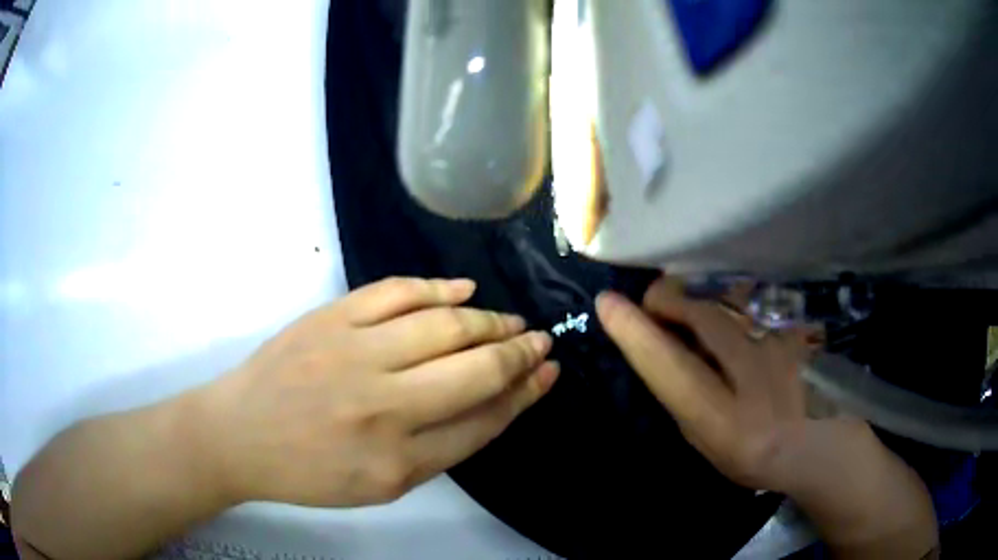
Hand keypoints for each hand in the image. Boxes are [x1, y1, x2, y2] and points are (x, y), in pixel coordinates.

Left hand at [200, 277, 557, 507]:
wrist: (240, 437)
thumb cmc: (310, 472)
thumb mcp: (380, 485)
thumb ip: (439, 449)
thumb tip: (491, 402)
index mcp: (398, 462)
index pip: (484, 421)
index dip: (524, 394)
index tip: (547, 373)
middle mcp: (383, 408)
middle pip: (476, 370)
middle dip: (520, 353)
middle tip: (541, 340)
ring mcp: (353, 355)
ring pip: (444, 326)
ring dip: (489, 321)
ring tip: (511, 321)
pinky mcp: (330, 319)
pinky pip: (397, 293)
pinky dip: (438, 288)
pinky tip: (465, 290)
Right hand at [598, 277, 939, 557]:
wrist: (823, 442)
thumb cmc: (757, 455)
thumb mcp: (708, 444)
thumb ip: (684, 397)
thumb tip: (659, 346)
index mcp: (729, 424)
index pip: (673, 371)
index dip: (637, 335)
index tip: (607, 303)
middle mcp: (760, 379)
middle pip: (703, 316)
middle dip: (667, 301)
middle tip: (654, 304)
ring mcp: (786, 345)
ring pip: (728, 298)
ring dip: (696, 294)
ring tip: (685, 302)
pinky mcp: (799, 325)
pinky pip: (752, 297)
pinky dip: (727, 296)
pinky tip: (725, 305)